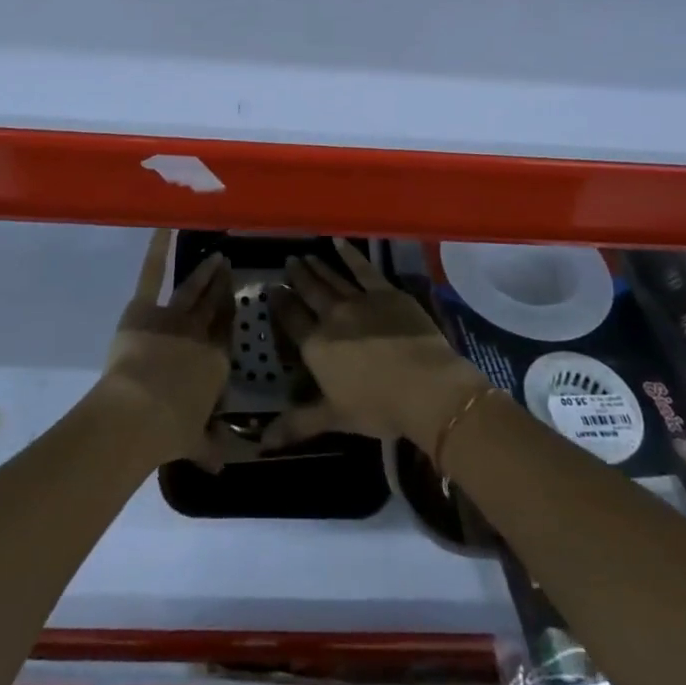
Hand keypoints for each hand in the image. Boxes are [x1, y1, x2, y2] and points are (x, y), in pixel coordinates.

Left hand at [97, 229, 238, 467]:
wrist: (139, 411)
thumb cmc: (171, 429)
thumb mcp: (195, 442)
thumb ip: (209, 447)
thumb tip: (223, 465)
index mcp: (215, 363)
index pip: (226, 333)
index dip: (230, 315)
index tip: (235, 299)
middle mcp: (200, 335)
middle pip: (214, 306)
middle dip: (222, 287)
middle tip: (229, 266)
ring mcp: (173, 317)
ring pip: (192, 290)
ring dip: (204, 273)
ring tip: (216, 256)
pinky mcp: (145, 308)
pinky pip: (152, 275)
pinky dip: (157, 249)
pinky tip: (164, 226)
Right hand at [264, 238, 487, 451]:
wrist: (425, 386)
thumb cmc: (377, 406)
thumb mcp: (334, 418)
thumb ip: (296, 424)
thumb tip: (260, 442)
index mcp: (316, 346)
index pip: (291, 319)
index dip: (280, 303)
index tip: (271, 288)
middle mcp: (332, 316)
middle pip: (310, 292)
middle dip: (297, 277)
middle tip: (288, 261)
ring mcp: (359, 300)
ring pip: (332, 278)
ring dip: (317, 267)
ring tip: (305, 255)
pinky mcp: (385, 291)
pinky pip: (362, 268)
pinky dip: (349, 254)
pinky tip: (339, 242)